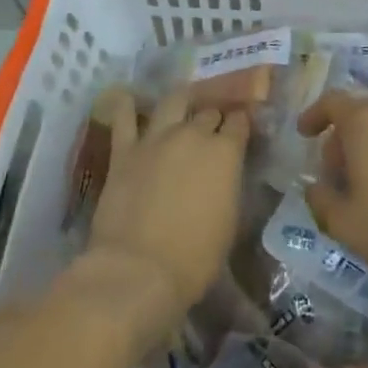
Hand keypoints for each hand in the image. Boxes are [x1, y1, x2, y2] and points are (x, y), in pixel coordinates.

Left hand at [87, 89, 250, 316]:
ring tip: (183, 103)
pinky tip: (129, 98)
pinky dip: (128, 106)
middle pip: (208, 111)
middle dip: (214, 115)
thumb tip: (226, 174)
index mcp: (226, 152)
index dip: (242, 123)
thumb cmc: (195, 257)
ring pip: (174, 101)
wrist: (139, 270)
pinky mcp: (124, 151)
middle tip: (213, 125)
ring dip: (182, 101)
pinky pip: (124, 118)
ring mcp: (156, 138)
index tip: (242, 128)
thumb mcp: (230, 220)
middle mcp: (194, 134)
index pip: (240, 123)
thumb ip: (229, 185)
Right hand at [298, 94, 367, 279]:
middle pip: (359, 113)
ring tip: (366, 183)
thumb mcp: (344, 223)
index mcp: (363, 121)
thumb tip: (314, 188)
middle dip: (342, 139)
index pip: (331, 101)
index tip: (304, 134)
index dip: (314, 115)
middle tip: (336, 174)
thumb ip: (320, 200)